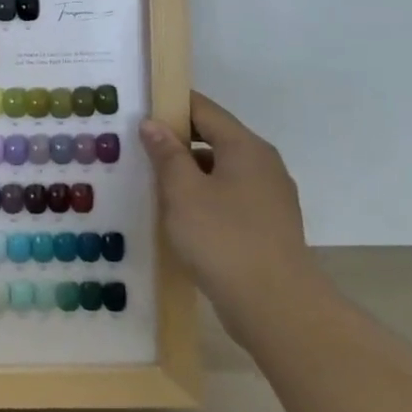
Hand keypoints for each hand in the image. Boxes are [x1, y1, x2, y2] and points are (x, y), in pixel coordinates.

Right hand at [140, 93, 319, 339]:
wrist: (275, 306)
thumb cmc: (223, 238)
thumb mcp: (182, 191)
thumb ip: (166, 154)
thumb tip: (153, 124)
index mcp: (246, 148)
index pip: (204, 110)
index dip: (170, 105)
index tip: (138, 108)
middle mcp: (263, 165)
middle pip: (214, 138)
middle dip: (176, 141)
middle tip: (136, 146)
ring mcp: (269, 197)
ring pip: (220, 170)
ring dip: (187, 172)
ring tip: (150, 182)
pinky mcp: (266, 226)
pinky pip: (228, 197)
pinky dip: (202, 197)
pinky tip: (177, 215)